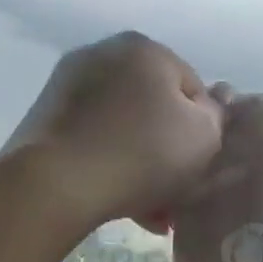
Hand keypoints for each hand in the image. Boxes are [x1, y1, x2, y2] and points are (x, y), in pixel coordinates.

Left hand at [5, 31, 223, 232]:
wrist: (55, 183)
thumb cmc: (141, 153)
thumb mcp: (204, 137)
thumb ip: (218, 116)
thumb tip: (214, 103)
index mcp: (145, 49)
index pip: (193, 89)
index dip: (204, 131)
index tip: (201, 167)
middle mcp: (104, 54)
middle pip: (155, 109)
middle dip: (169, 152)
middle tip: (177, 194)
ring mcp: (68, 84)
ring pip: (124, 129)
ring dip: (143, 167)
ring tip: (152, 212)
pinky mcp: (45, 117)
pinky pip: (94, 141)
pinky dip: (111, 167)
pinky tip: (122, 204)